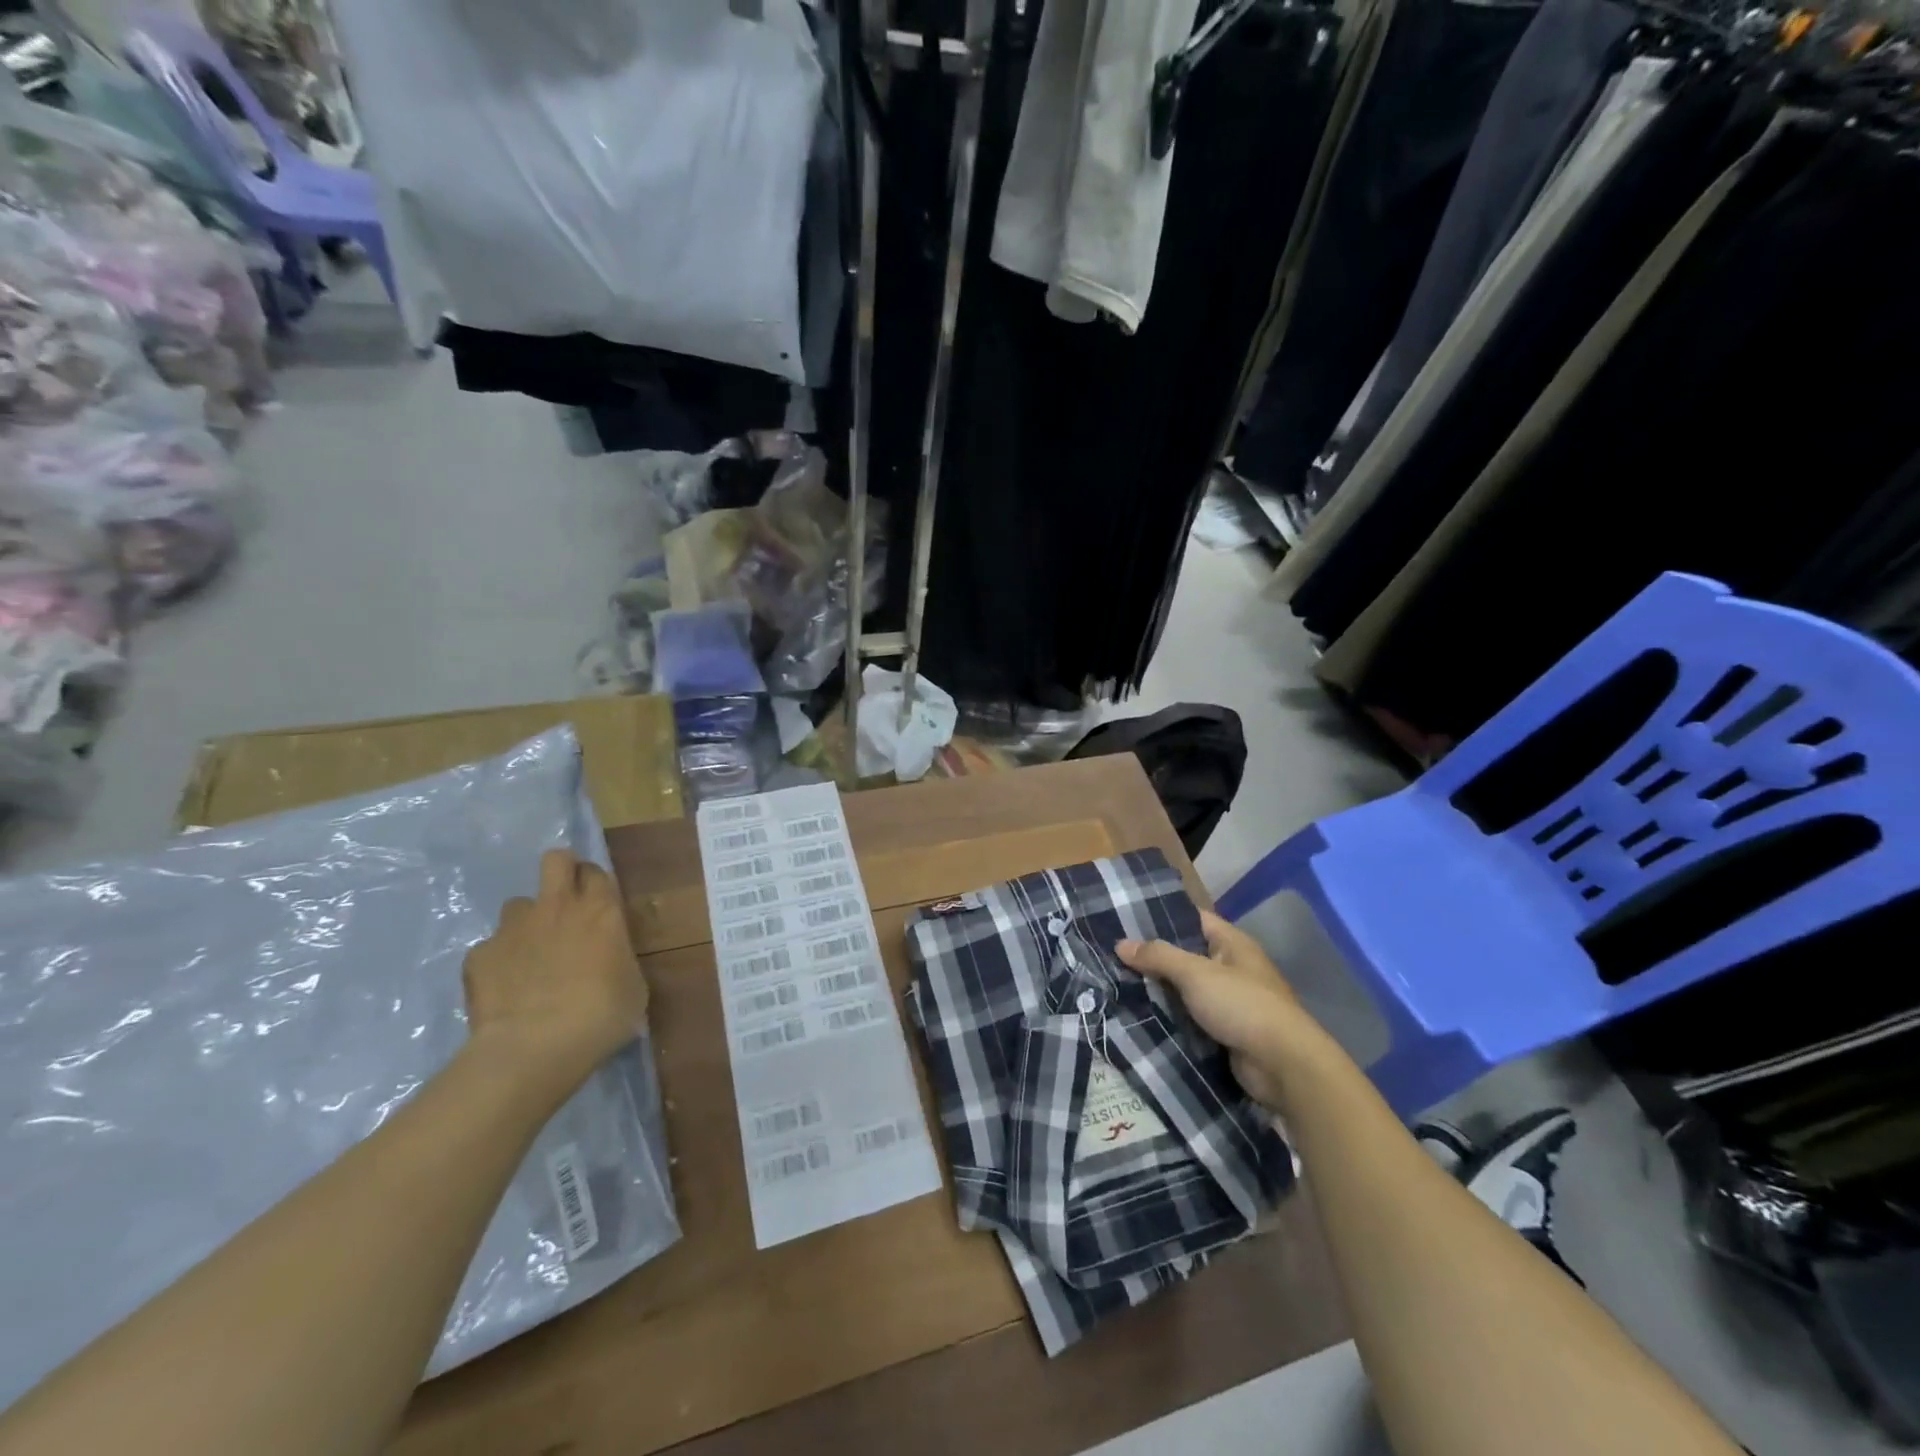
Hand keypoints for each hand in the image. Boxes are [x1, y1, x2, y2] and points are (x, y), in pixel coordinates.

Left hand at [462, 850, 648, 1090]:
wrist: (536, 1046)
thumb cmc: (602, 1015)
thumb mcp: (633, 985)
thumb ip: (617, 958)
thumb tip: (608, 959)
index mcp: (601, 910)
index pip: (596, 871)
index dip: (595, 883)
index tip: (597, 903)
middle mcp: (557, 907)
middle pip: (555, 860)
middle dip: (560, 872)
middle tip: (565, 903)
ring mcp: (513, 928)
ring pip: (517, 905)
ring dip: (526, 923)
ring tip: (530, 955)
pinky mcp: (479, 955)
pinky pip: (490, 948)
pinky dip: (498, 962)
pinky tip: (504, 989)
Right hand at [1118, 910, 1311, 1112]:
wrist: (1283, 1065)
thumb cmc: (1242, 1005)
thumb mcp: (1195, 973)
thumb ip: (1158, 956)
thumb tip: (1121, 944)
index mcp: (1232, 943)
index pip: (1194, 919)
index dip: (1163, 917)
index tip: (1127, 920)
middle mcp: (1234, 967)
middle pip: (1188, 955)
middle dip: (1156, 958)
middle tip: (1115, 956)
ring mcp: (1233, 1002)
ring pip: (1188, 989)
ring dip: (1162, 990)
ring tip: (1120, 985)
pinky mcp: (1228, 1032)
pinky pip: (1194, 1017)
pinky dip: (1173, 1017)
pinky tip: (1144, 1016)